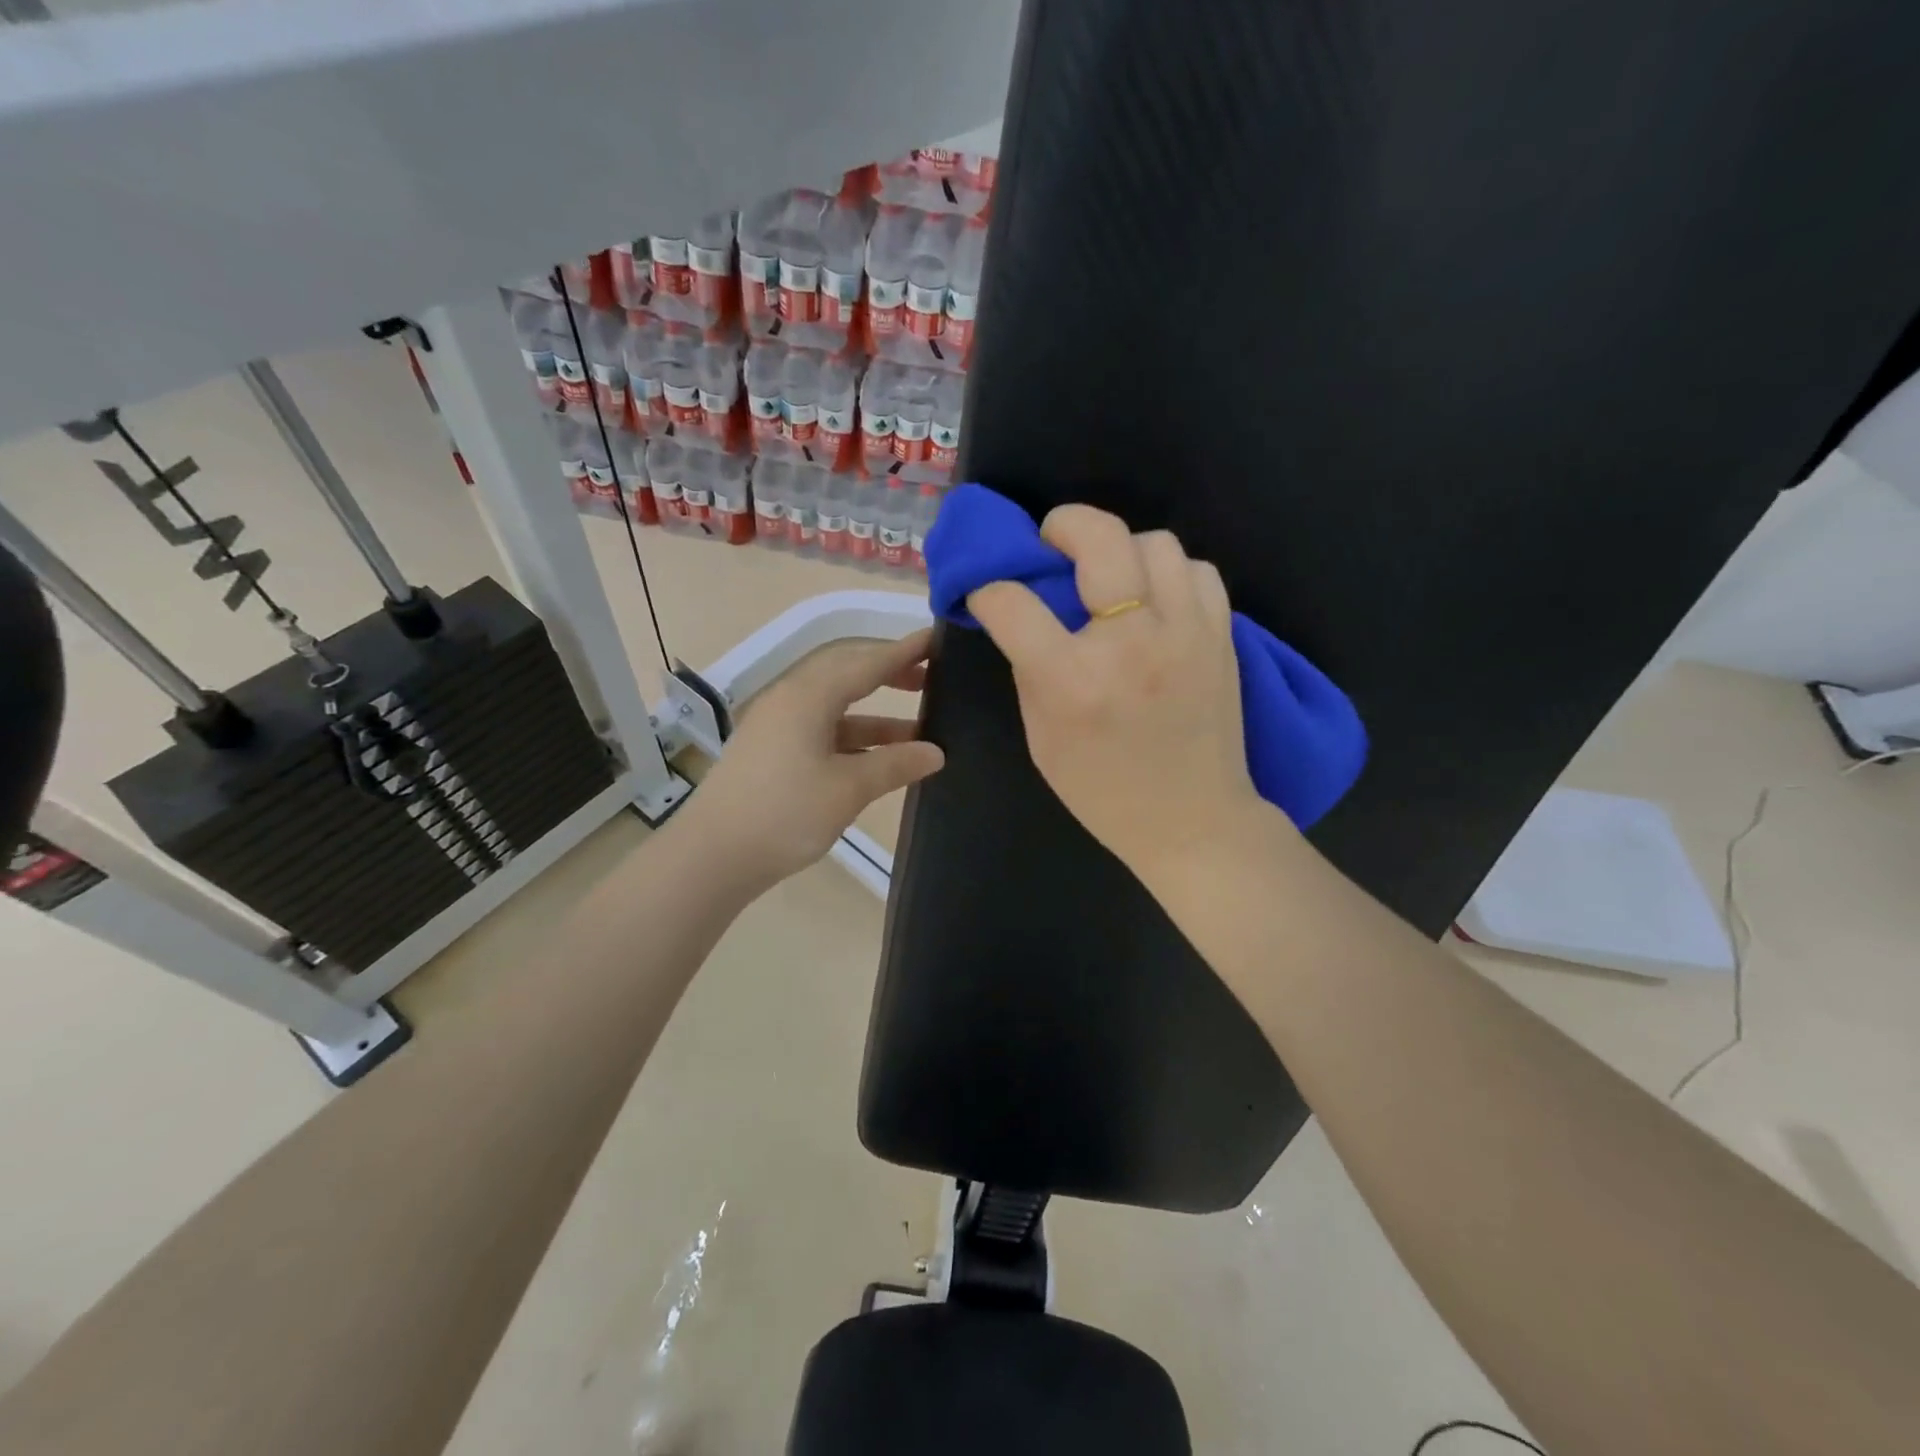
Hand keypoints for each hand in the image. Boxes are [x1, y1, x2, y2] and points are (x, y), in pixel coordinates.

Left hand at [678, 629, 944, 889]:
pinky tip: (880, 758)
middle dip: (890, 676)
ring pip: (837, 708)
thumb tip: (936, 752)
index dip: (904, 652)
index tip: (937, 640)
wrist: (713, 856)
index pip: (866, 663)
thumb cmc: (785, 814)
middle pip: (848, 676)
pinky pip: (822, 731)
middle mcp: (791, 700)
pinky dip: (854, 739)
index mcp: (808, 696)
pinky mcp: (772, 751)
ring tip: (920, 728)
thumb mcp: (848, 789)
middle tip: (931, 679)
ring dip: (876, 716)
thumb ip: (895, 765)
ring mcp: (778, 726)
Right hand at [967, 506, 1271, 880]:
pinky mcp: (1222, 635)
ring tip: (1110, 578)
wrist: (1193, 821)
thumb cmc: (1103, 791)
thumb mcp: (1042, 738)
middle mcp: (1131, 643)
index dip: (989, 589)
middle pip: (1099, 537)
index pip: (1013, 602)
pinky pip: (1198, 570)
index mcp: (1073, 680)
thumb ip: (1030, 669)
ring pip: (1156, 541)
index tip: (989, 593)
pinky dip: (1169, 573)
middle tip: (1051, 542)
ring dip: (1122, 549)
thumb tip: (1023, 616)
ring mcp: (1186, 632)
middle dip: (1062, 524)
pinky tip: (1155, 600)